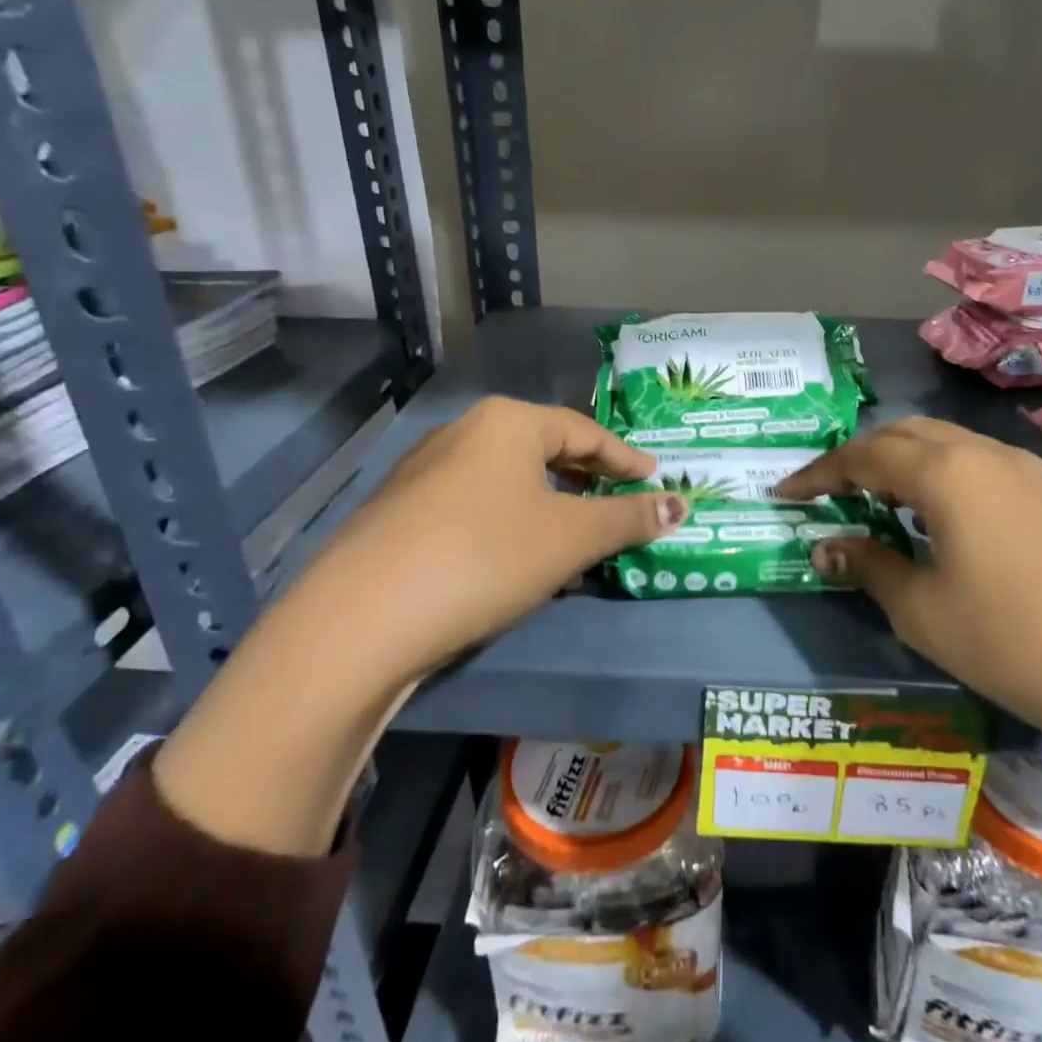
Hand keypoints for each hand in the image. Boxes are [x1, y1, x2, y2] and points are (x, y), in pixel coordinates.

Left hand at [156, 399, 684, 855]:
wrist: (361, 619)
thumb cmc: (485, 557)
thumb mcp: (570, 538)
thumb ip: (629, 519)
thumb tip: (681, 505)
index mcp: (507, 422)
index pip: (585, 431)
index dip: (626, 458)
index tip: (656, 479)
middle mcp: (462, 433)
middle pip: (544, 450)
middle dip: (586, 478)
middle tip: (620, 502)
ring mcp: (424, 472)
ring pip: (507, 480)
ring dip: (549, 503)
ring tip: (574, 533)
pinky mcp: (400, 513)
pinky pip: (475, 505)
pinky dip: (510, 522)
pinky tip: (515, 556)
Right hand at [775, 418, 1041, 835]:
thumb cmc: (1015, 641)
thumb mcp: (923, 611)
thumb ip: (869, 566)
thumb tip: (826, 545)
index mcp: (945, 471)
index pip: (862, 455)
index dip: (818, 473)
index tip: (784, 495)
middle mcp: (984, 453)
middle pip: (905, 435)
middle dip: (859, 458)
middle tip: (829, 493)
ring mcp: (1027, 471)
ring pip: (946, 446)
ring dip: (903, 464)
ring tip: (877, 502)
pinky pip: (979, 467)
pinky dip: (942, 478)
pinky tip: (940, 519)